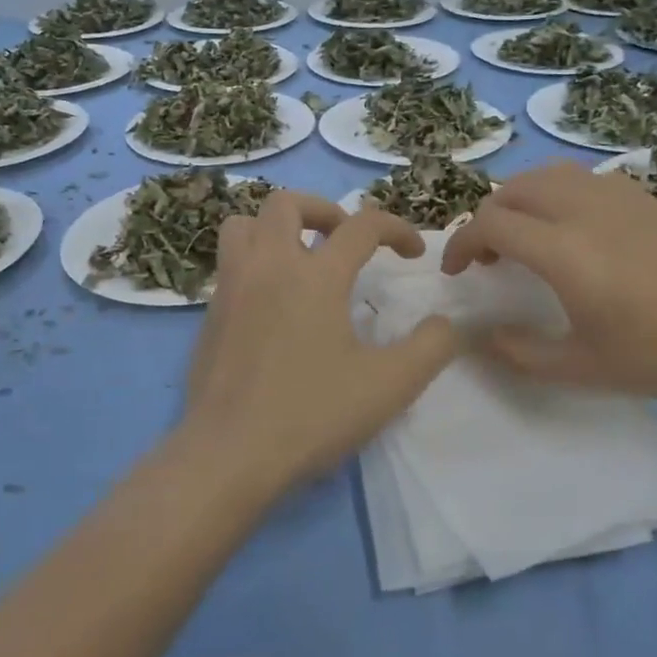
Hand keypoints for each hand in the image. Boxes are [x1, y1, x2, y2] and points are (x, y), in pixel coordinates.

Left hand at [178, 192, 459, 490]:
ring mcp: (231, 288)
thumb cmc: (312, 414)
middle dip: (324, 209)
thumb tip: (446, 323)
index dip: (396, 229)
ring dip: (275, 227)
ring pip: (243, 224)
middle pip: (286, 203)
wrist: (229, 454)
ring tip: (300, 256)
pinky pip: (229, 264)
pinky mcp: (209, 315)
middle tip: (344, 239)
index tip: (414, 253)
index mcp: (315, 275)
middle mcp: (268, 266)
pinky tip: (273, 302)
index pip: (362, 226)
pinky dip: (254, 262)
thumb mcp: (390, 386)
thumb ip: (431, 347)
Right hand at [440, 161, 656, 404]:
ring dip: (520, 199)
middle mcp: (583, 209)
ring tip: (524, 234)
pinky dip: (556, 193)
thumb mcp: (582, 368)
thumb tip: (484, 336)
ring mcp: (617, 197)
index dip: (461, 243)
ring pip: (548, 175)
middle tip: (488, 256)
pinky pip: (582, 179)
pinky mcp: (643, 198)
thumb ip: (522, 352)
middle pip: (513, 189)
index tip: (457, 272)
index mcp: (562, 250)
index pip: (490, 223)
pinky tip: (572, 228)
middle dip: (487, 217)